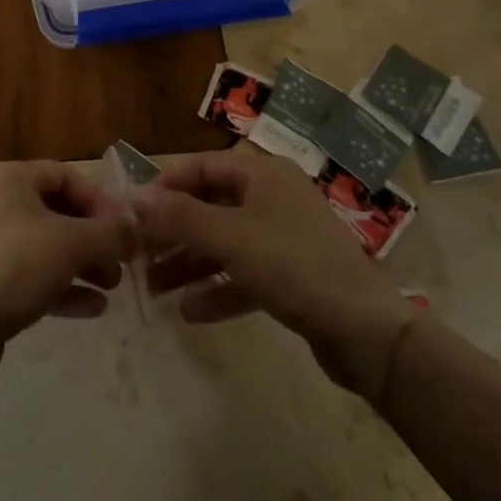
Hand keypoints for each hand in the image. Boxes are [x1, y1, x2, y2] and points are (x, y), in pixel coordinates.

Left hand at [0, 160, 131, 385]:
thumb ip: (109, 233)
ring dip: (84, 263)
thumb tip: (136, 227)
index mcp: (10, 178)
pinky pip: (34, 275)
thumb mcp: (70, 244)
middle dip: (94, 237)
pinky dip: (64, 286)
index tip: (126, 231)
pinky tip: (94, 308)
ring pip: (48, 245)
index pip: (65, 175)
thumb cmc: (13, 267)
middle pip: (58, 211)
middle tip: (122, 263)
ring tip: (112, 286)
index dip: (100, 200)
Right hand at [132, 148, 414, 401]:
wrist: (368, 333)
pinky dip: (217, 289)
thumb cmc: (294, 266)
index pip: (200, 167)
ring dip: (189, 264)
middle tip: (137, 257)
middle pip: (209, 207)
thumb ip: (179, 217)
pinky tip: (189, 312)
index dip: (164, 187)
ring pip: (224, 243)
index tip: (132, 213)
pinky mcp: (291, 276)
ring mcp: (283, 236)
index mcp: (261, 173)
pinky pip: (243, 274)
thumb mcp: (230, 238)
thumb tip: (133, 198)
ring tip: (154, 288)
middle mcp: (271, 197)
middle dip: (173, 233)